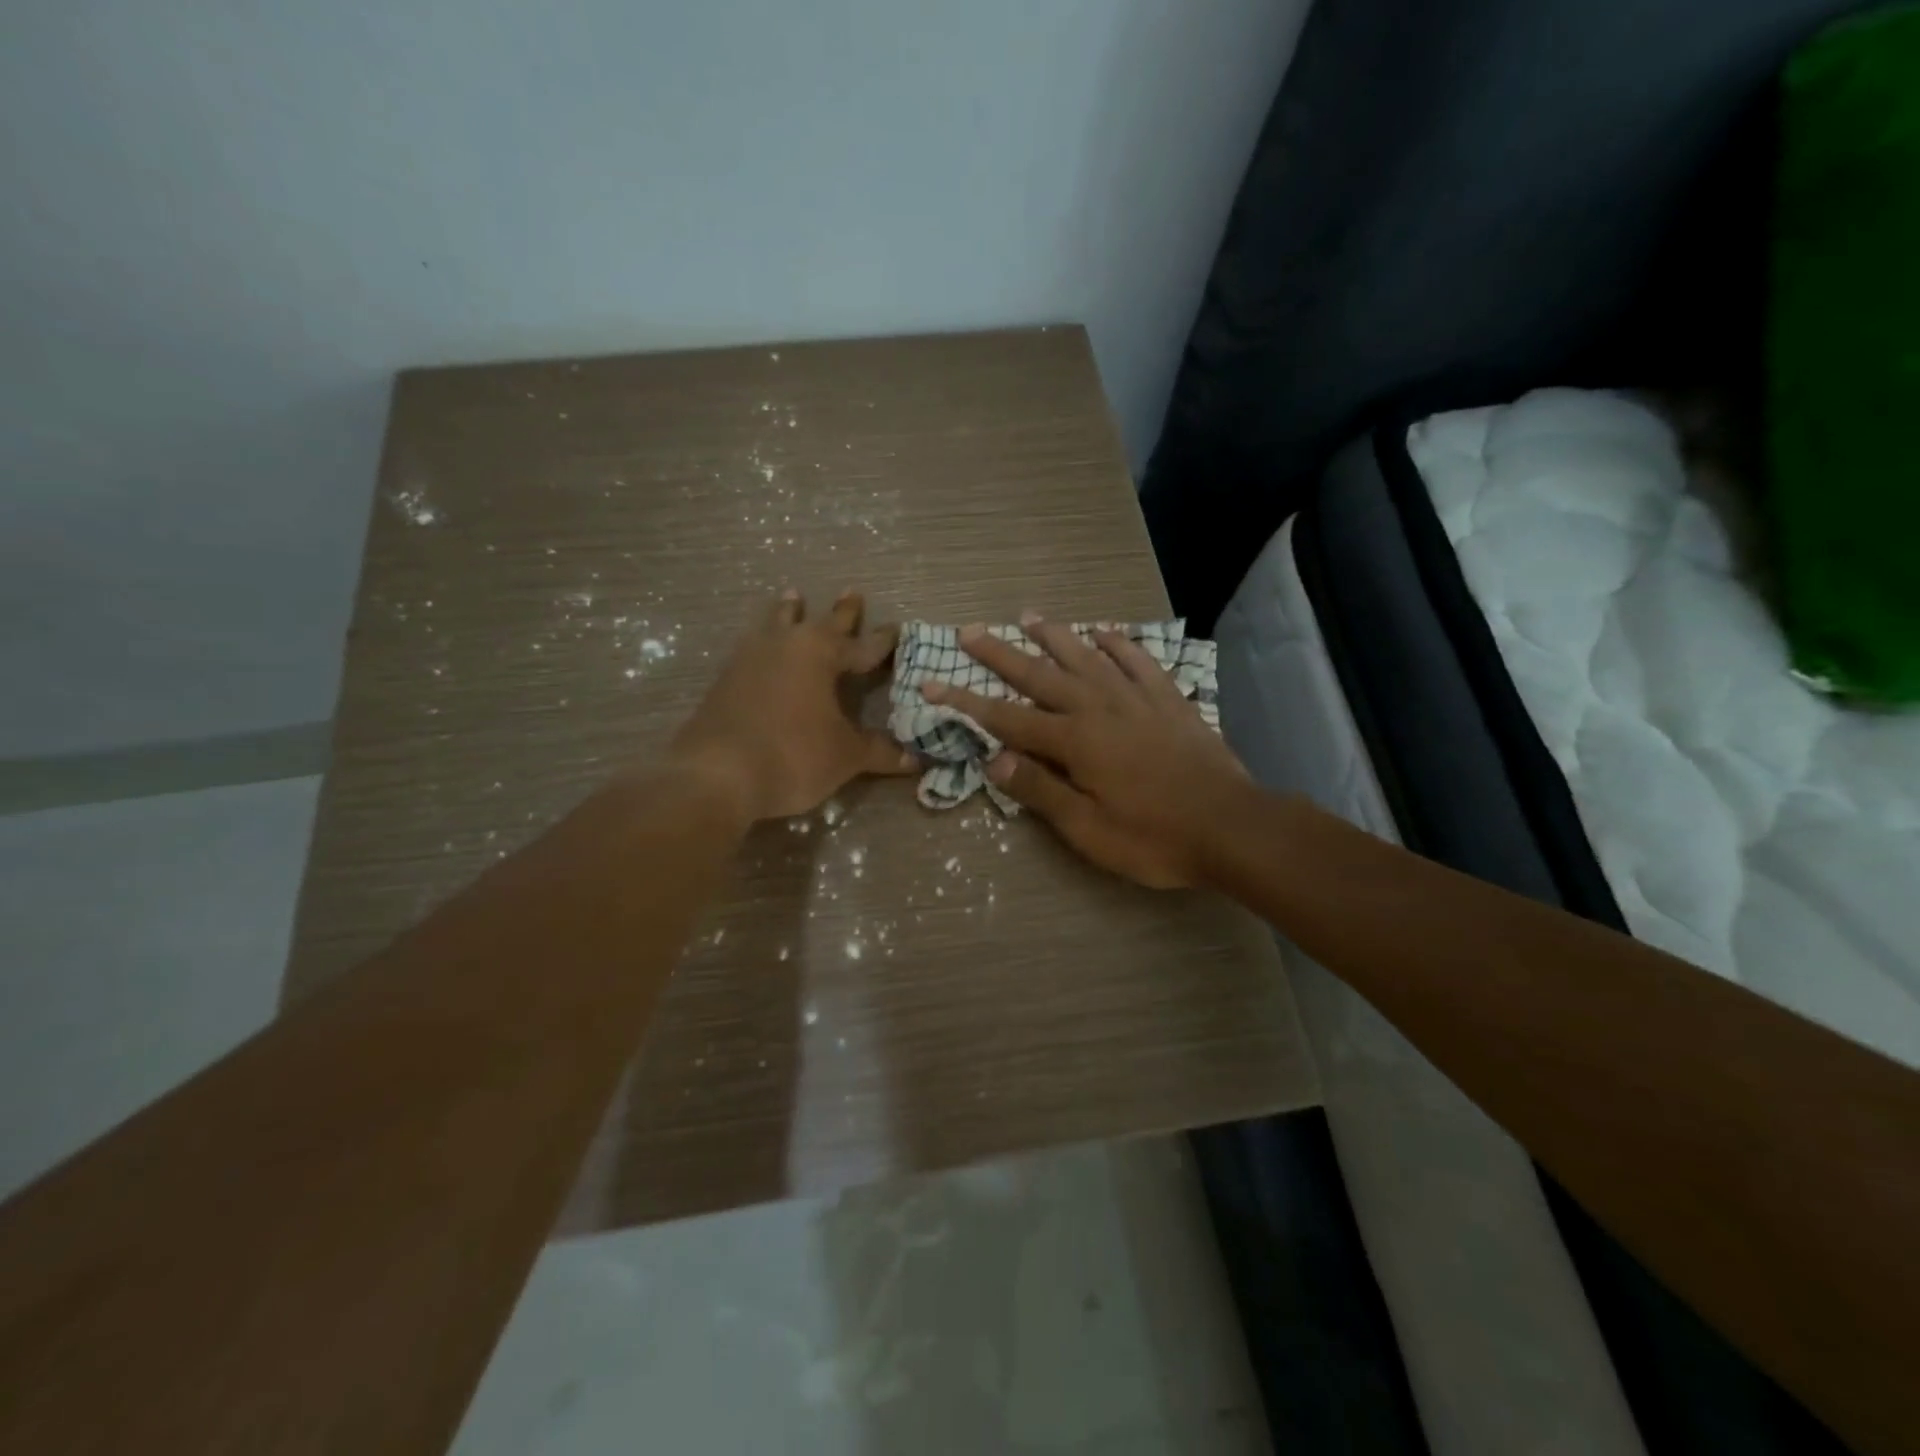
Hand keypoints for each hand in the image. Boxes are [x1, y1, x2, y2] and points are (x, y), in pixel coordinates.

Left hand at [669, 589, 916, 820]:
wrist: (716, 775)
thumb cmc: (793, 755)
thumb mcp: (845, 756)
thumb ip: (879, 752)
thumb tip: (914, 760)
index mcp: (820, 653)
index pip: (862, 645)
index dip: (883, 641)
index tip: (898, 629)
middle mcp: (785, 644)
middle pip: (820, 622)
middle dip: (841, 612)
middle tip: (852, 592)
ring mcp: (750, 658)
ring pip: (776, 624)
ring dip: (789, 612)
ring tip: (793, 596)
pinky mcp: (725, 678)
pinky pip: (752, 646)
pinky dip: (763, 640)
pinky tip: (758, 643)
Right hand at [920, 613, 1248, 887]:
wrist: (1231, 825)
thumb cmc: (1154, 837)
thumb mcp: (1088, 829)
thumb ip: (1041, 790)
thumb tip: (993, 759)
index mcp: (1075, 740)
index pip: (1007, 717)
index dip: (966, 702)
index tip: (932, 683)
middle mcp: (1099, 707)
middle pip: (1041, 674)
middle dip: (1001, 654)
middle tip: (971, 630)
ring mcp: (1137, 698)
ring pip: (1086, 656)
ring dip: (1055, 635)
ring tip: (1029, 615)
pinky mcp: (1169, 699)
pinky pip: (1138, 660)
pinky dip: (1118, 643)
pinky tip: (1104, 632)